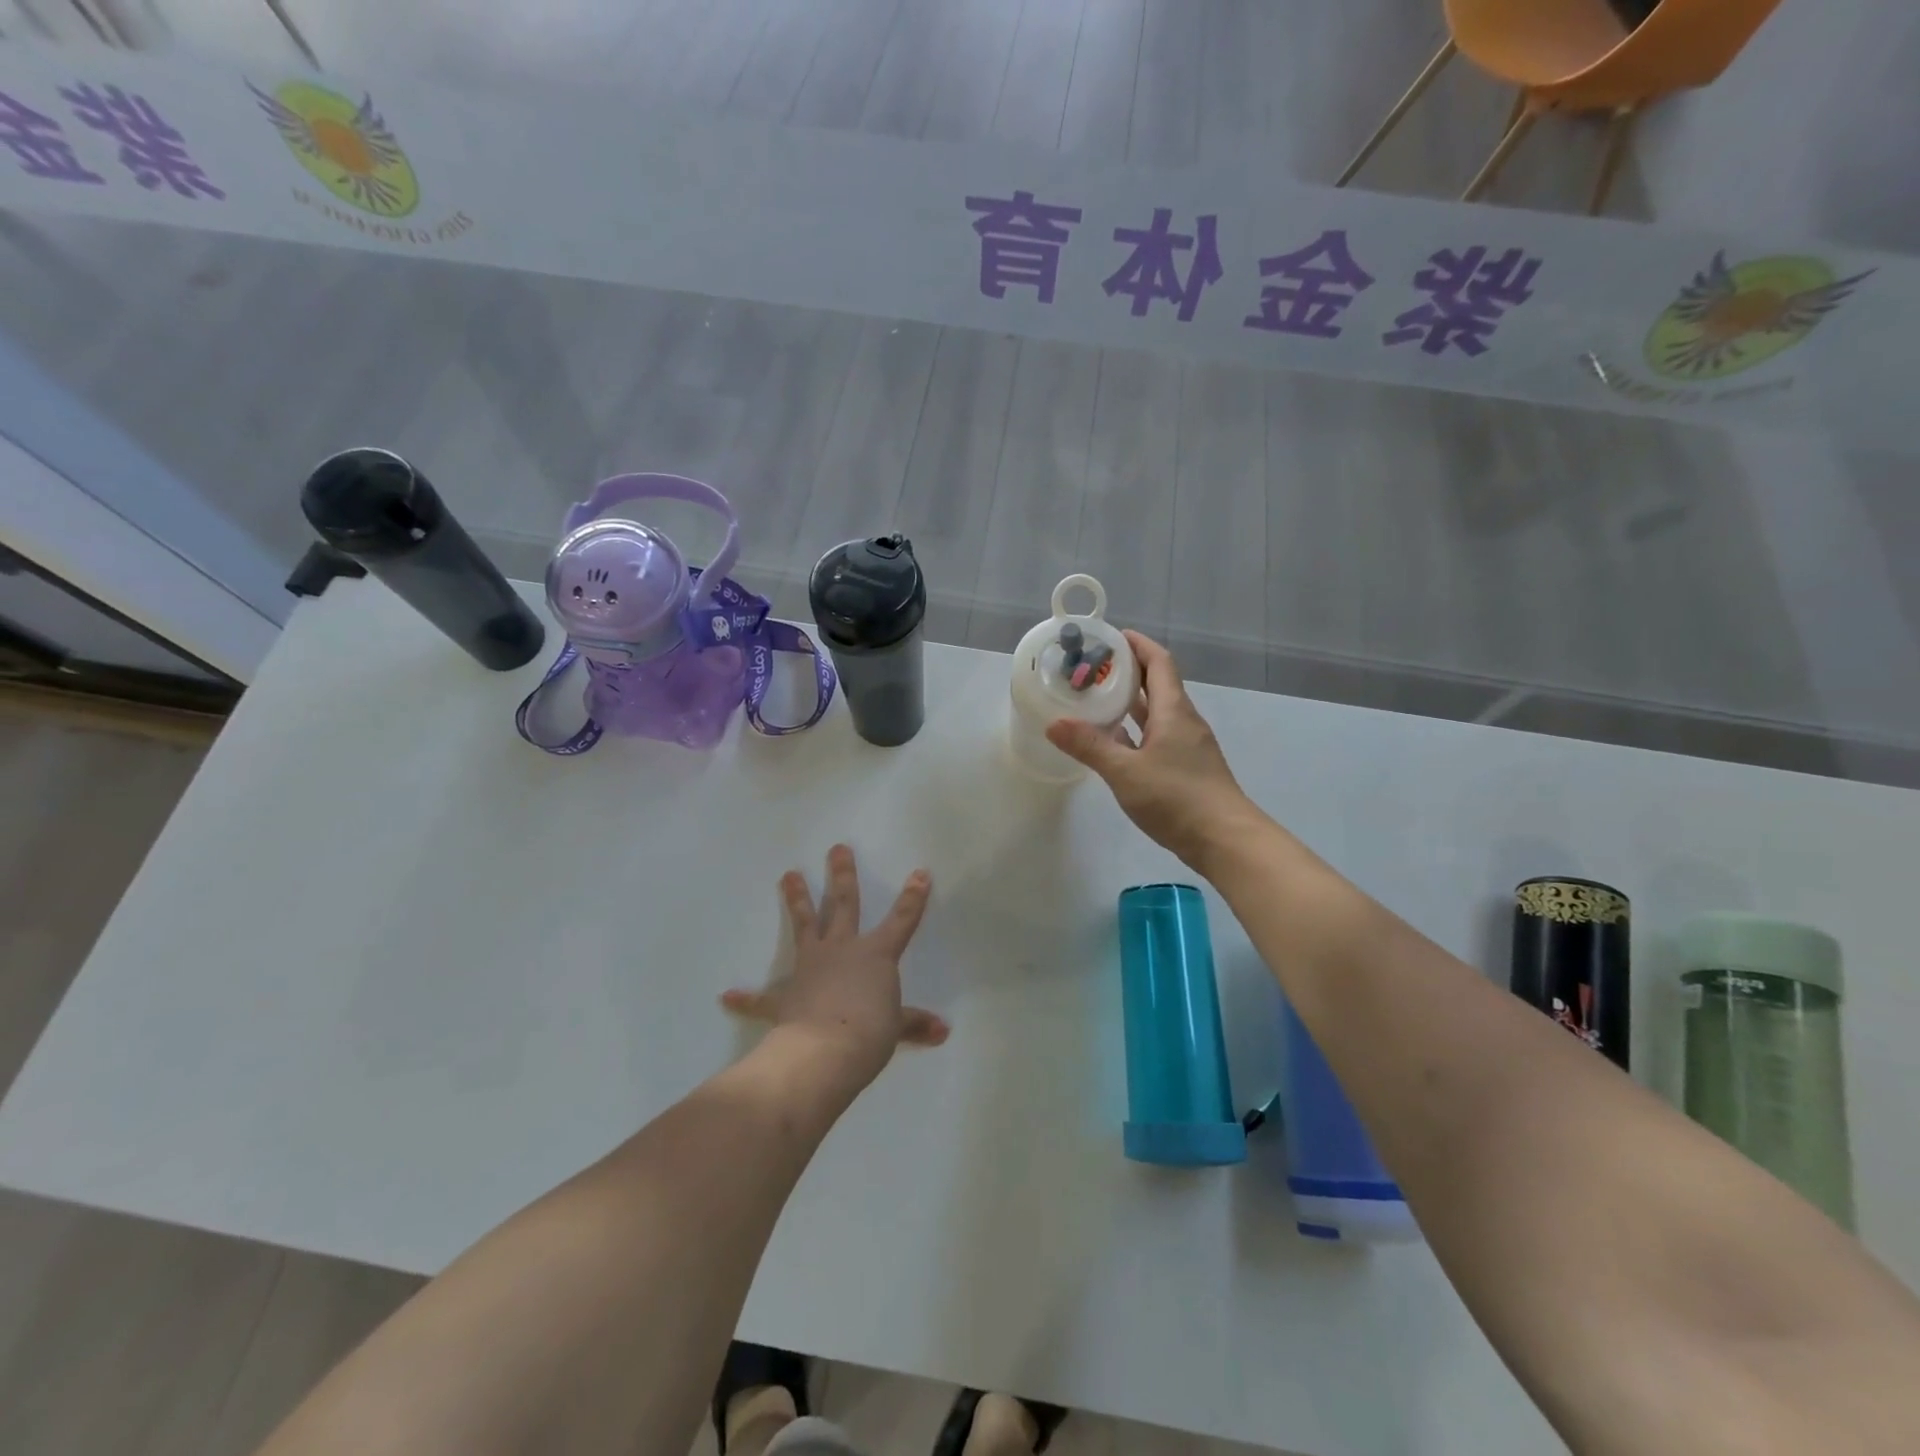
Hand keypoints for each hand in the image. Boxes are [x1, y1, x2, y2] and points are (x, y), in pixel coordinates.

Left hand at [720, 845, 948, 1088]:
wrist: (825, 1051)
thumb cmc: (869, 1033)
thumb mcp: (896, 1028)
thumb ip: (915, 1024)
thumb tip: (943, 1030)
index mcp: (875, 955)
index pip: (902, 920)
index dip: (913, 897)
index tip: (919, 872)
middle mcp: (842, 949)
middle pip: (844, 904)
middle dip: (842, 875)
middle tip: (837, 848)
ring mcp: (811, 966)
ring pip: (804, 925)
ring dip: (797, 899)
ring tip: (788, 874)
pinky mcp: (785, 994)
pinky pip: (763, 996)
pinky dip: (746, 998)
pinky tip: (728, 996)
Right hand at [1046, 631, 1263, 872]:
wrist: (1225, 840)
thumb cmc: (1177, 798)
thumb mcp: (1125, 772)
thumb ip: (1090, 746)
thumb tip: (1054, 723)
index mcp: (1173, 711)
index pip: (1159, 662)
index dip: (1138, 645)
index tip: (1112, 636)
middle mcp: (1183, 721)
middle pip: (1157, 685)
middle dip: (1127, 672)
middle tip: (1092, 668)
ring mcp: (1187, 747)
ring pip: (1156, 714)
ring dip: (1130, 703)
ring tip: (1096, 699)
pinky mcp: (1186, 769)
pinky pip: (1157, 738)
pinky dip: (1135, 732)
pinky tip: (1114, 743)